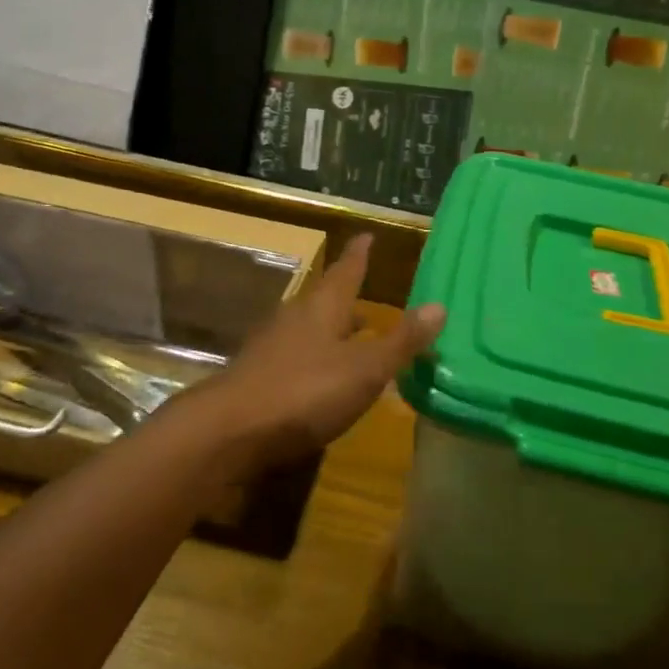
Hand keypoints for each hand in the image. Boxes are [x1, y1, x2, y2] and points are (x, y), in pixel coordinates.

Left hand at [197, 235, 445, 470]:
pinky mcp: (259, 377)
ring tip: (353, 335)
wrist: (229, 432)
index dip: (359, 255)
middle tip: (366, 291)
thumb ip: (401, 341)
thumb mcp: (364, 370)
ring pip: (309, 328)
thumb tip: (440, 305)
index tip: (366, 236)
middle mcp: (295, 319)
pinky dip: (317, 357)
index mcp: (322, 309)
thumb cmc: (303, 392)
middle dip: (346, 296)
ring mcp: (272, 348)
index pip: (346, 271)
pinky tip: (323, 377)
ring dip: (332, 329)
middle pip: (325, 300)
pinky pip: (296, 356)